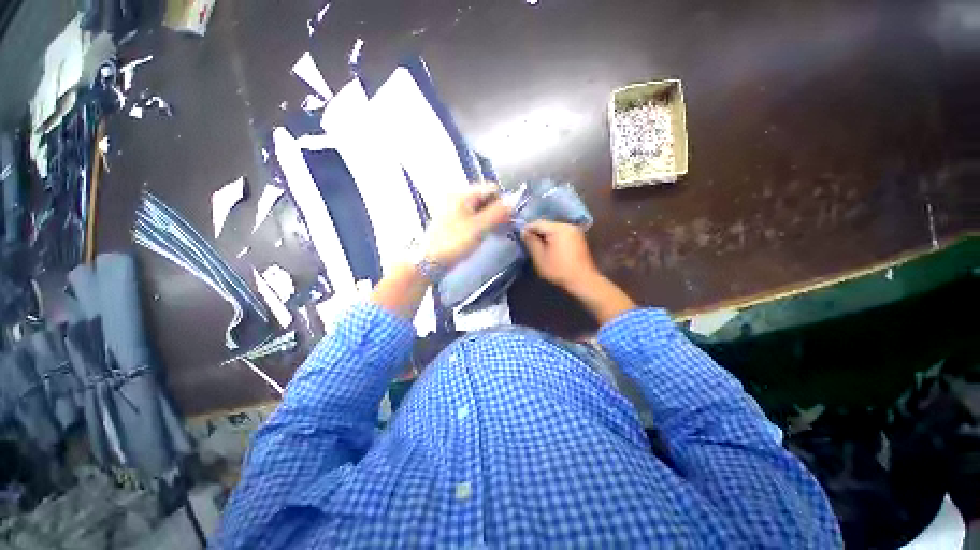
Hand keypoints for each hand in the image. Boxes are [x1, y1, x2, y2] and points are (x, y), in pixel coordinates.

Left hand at [423, 183, 511, 267]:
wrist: (429, 261)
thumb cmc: (454, 242)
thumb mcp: (479, 228)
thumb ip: (498, 213)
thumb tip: (515, 200)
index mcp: (462, 194)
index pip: (491, 189)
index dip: (503, 201)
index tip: (509, 219)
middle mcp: (457, 196)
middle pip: (485, 198)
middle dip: (497, 210)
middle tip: (504, 227)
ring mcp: (454, 209)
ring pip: (479, 208)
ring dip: (491, 218)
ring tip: (496, 232)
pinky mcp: (453, 220)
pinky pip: (472, 216)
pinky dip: (482, 223)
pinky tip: (486, 233)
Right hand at [520, 220, 600, 291]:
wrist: (583, 281)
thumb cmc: (559, 270)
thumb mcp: (540, 257)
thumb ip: (531, 242)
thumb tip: (524, 231)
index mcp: (558, 228)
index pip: (538, 223)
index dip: (527, 229)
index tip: (520, 236)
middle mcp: (568, 226)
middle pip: (547, 225)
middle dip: (537, 232)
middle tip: (528, 242)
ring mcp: (575, 231)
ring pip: (554, 229)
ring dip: (545, 236)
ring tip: (538, 246)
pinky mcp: (578, 238)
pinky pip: (561, 234)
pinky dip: (554, 238)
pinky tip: (550, 248)